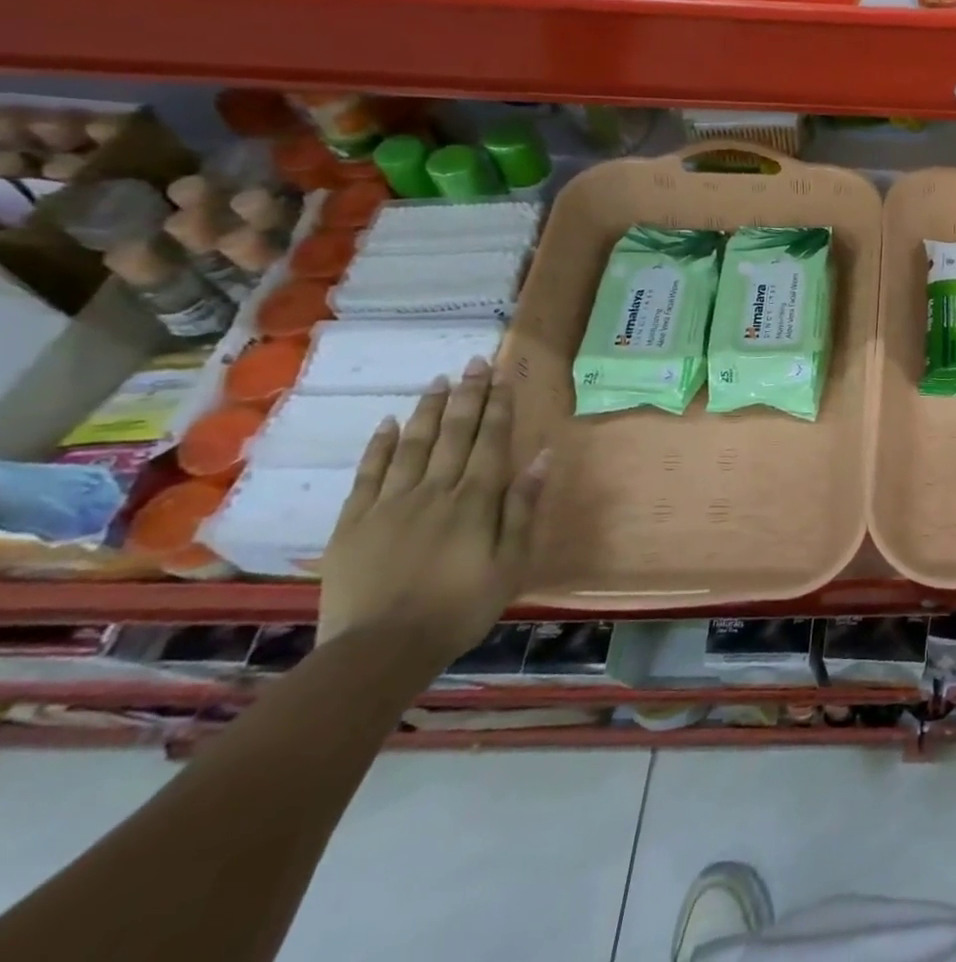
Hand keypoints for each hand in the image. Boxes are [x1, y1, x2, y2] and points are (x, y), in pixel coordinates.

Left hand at [318, 358, 545, 663]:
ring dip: (427, 410)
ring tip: (438, 381)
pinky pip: (368, 474)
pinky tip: (387, 423)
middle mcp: (435, 490)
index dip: (498, 406)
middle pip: (453, 434)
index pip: (490, 440)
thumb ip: (523, 507)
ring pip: (412, 445)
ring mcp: (390, 504)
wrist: (381, 650)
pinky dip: (379, 446)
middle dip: (467, 396)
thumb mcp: (510, 562)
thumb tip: (542, 456)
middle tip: (473, 362)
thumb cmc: (460, 608)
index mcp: (475, 500)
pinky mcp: (354, 523)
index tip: (502, 375)